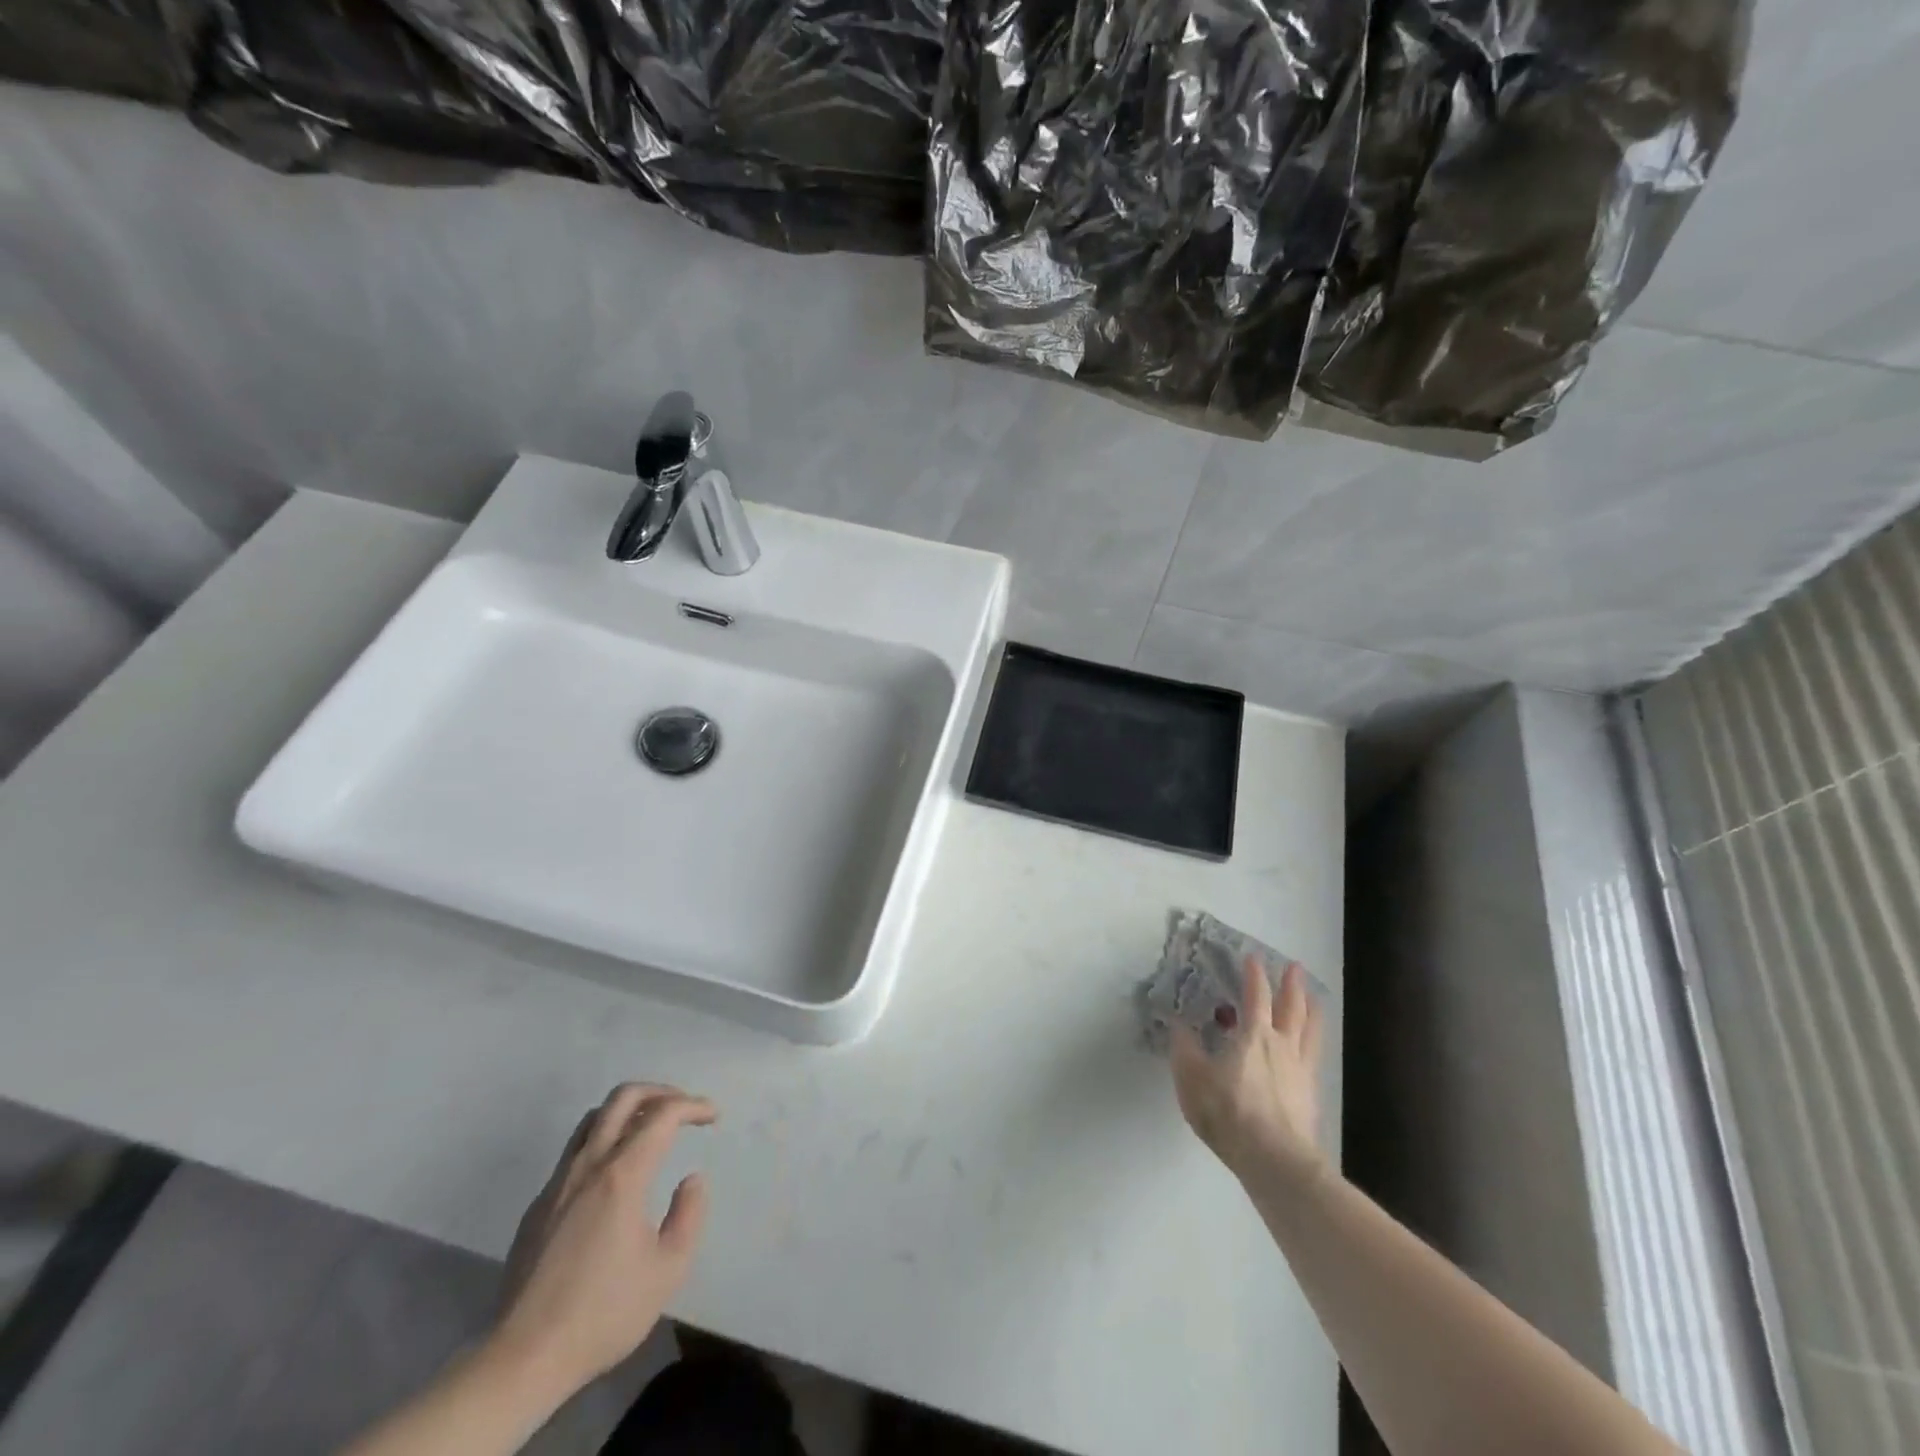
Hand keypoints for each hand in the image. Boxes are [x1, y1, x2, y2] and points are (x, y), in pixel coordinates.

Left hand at [489, 1083, 716, 1403]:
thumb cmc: (604, 1313)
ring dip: (628, 1110)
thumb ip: (689, 1215)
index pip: (663, 1115)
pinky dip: (605, 1140)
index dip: (693, 1106)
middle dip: (660, 1091)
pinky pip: (575, 1151)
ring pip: (594, 1118)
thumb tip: (691, 1180)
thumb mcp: (668, 1269)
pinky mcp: (539, 1206)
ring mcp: (558, 1183)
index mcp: (622, 1175)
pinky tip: (616, 1173)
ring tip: (651, 1128)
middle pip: (623, 1097)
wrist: (522, 1358)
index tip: (712, 1117)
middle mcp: (588, 1166)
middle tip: (683, 1107)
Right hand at [1171, 956, 1326, 1190]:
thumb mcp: (1192, 1078)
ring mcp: (1301, 1070)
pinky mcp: (1310, 1095)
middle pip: (1292, 1007)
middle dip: (1292, 985)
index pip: (1256, 995)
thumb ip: (1184, 1047)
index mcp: (1253, 1035)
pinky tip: (1311, 1047)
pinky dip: (1314, 1042)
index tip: (1252, 957)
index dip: (1254, 974)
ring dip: (1311, 1009)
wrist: (1275, 1160)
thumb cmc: (1229, 1112)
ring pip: (1310, 1031)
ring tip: (1315, 998)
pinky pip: (1314, 1057)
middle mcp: (1282, 1045)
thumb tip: (1177, 1023)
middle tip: (1295, 967)